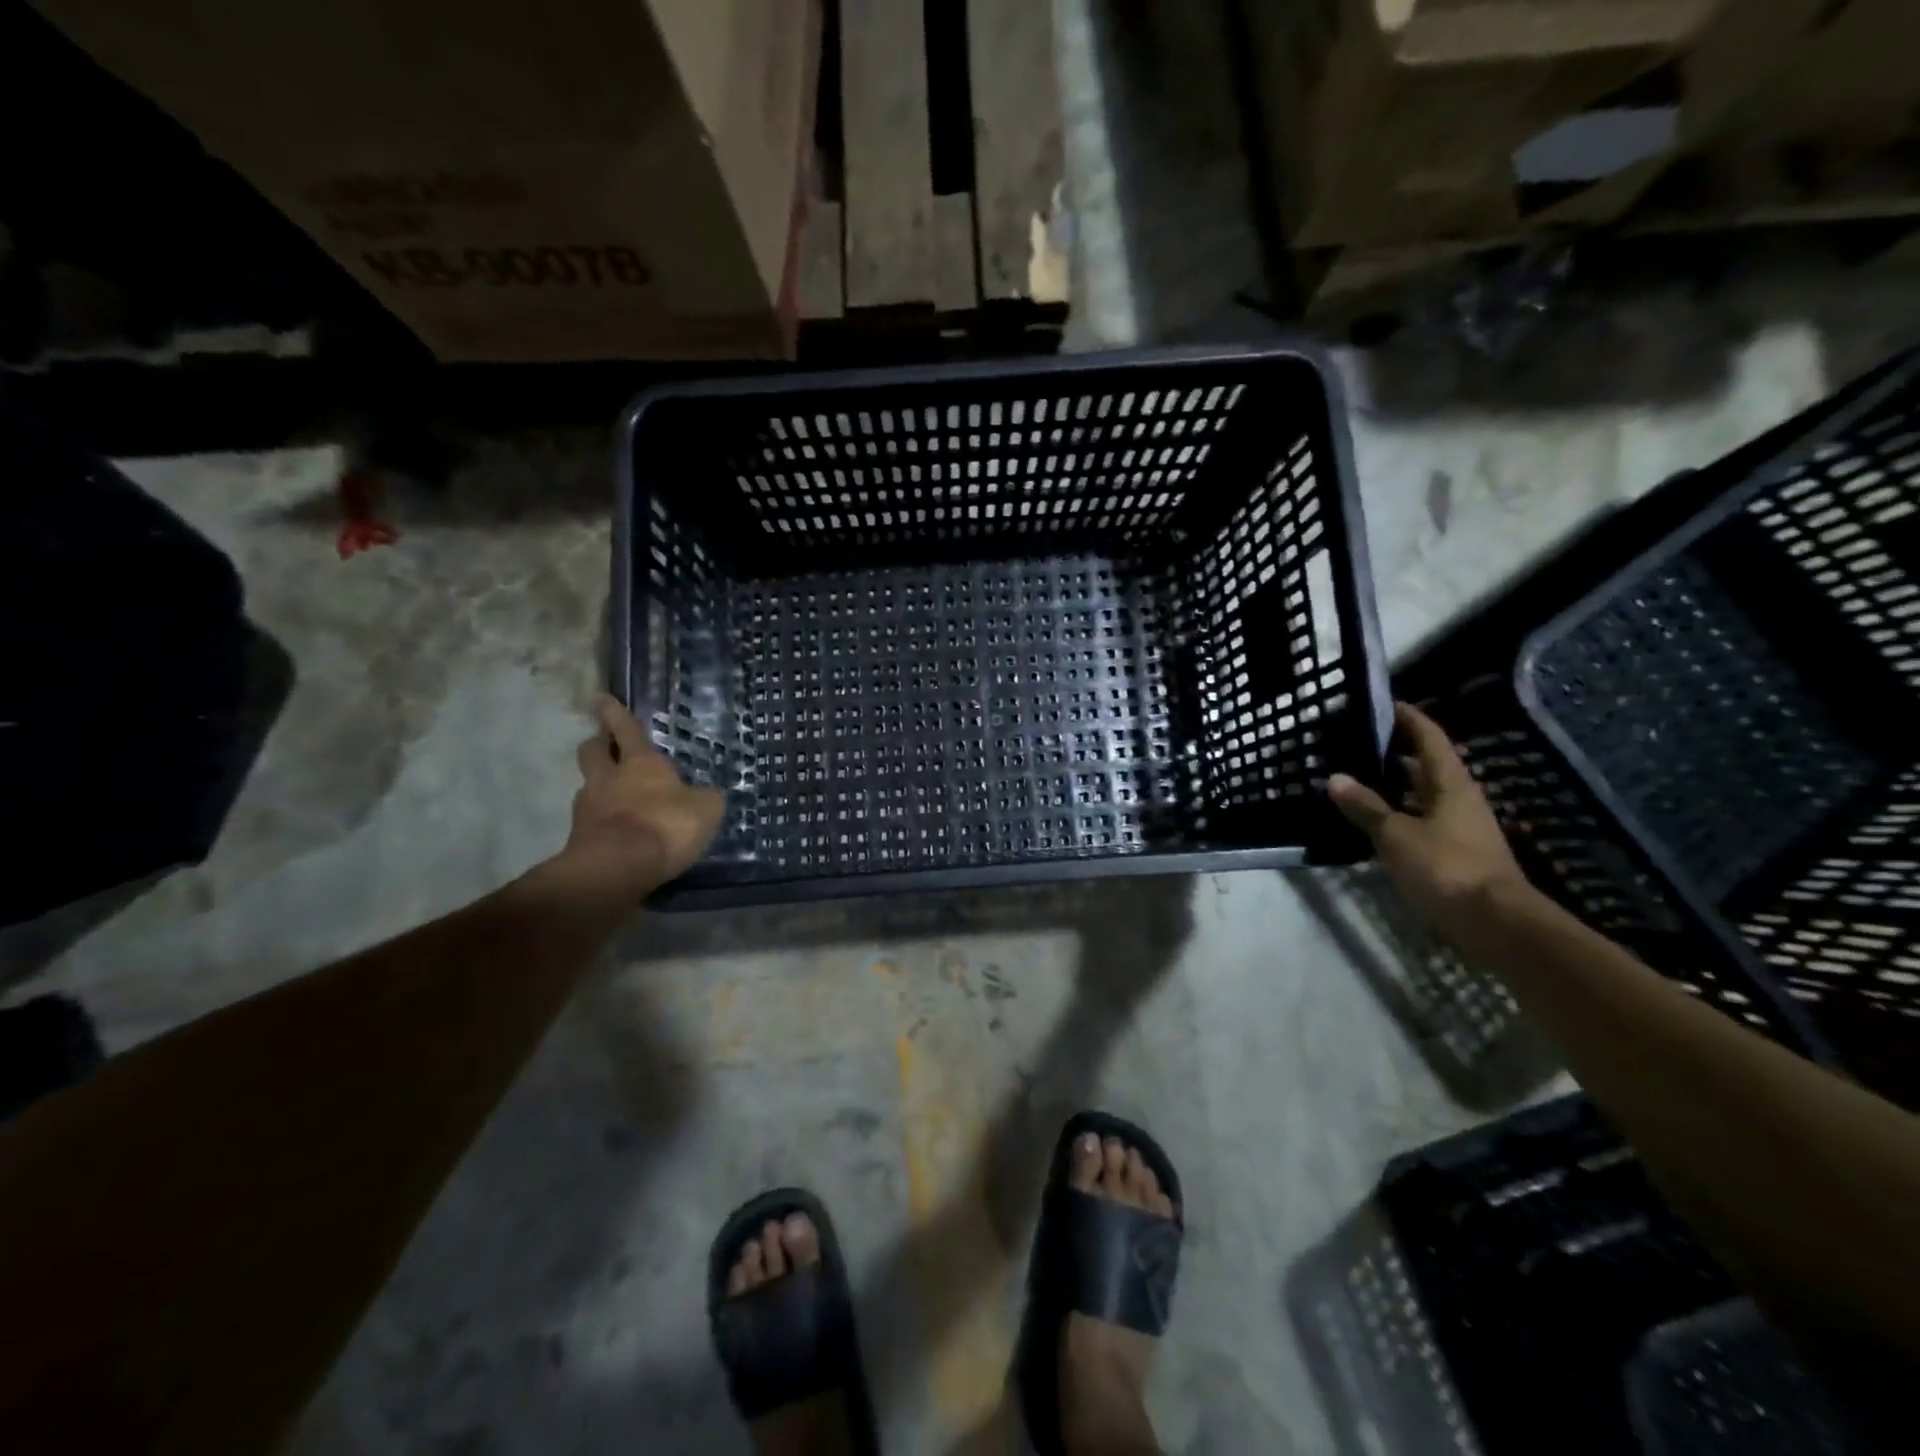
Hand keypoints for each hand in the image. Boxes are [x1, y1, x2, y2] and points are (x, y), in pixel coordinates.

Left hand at [558, 696, 726, 896]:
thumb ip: (705, 798)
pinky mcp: (580, 839)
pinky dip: (600, 821)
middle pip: (592, 751)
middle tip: (604, 744)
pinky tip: (616, 830)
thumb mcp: (705, 809)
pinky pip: (590, 821)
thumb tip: (708, 794)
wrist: (618, 868)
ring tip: (614, 796)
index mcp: (640, 762)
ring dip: (597, 786)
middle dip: (597, 744)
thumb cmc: (666, 825)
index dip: (614, 713)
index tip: (602, 698)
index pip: (625, 729)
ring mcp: (588, 808)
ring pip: (588, 786)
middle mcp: (608, 778)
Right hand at [1327, 702, 1529, 939]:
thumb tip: (1336, 778)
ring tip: (1356, 777)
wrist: (1496, 923)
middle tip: (1356, 742)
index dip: (1408, 718)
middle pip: (1426, 764)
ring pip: (1422, 794)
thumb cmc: (1447, 868)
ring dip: (1394, 785)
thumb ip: (1366, 807)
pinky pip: (1421, 819)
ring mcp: (1460, 826)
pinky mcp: (1454, 852)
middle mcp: (1459, 798)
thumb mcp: (1396, 835)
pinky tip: (1372, 820)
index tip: (1384, 703)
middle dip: (1395, 751)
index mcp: (1450, 783)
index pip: (1429, 738)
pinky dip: (1397, 813)